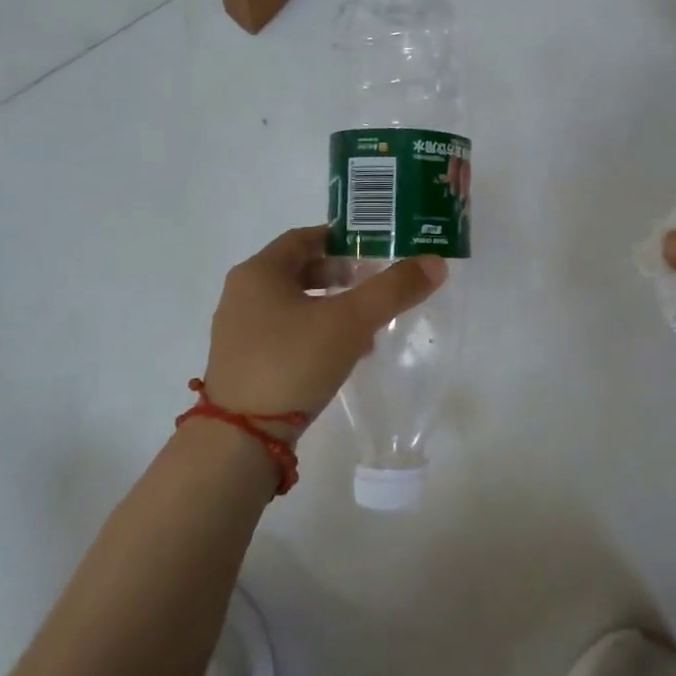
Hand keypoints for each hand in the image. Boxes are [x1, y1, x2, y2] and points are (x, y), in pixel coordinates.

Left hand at [202, 226, 446, 429]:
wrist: (243, 437)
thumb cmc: (293, 362)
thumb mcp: (351, 321)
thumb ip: (393, 290)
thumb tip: (436, 262)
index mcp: (259, 272)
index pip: (304, 238)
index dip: (342, 239)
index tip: (375, 249)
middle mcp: (242, 294)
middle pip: (299, 271)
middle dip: (341, 276)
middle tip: (375, 285)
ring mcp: (239, 331)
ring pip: (294, 305)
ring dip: (331, 307)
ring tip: (368, 325)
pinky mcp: (244, 363)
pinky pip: (286, 333)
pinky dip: (315, 333)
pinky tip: (343, 355)